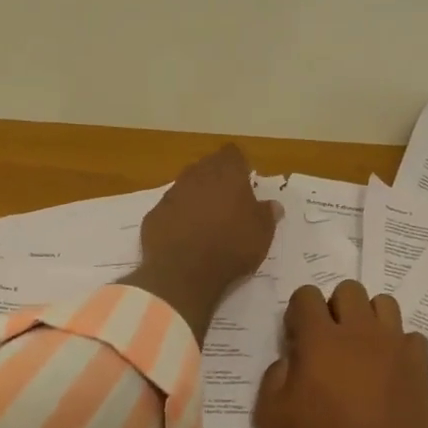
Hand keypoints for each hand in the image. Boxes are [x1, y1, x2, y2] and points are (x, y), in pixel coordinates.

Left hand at [122, 145, 281, 344]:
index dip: (239, 166)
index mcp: (226, 174)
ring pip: (185, 187)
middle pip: (206, 167)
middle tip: (227, 203)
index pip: (233, 154)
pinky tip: (184, 237)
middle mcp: (196, 176)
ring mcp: (171, 195)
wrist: (184, 273)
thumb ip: (267, 214)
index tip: (245, 182)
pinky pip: (169, 210)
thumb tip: (273, 205)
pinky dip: (177, 218)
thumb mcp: (262, 234)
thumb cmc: (231, 248)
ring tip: (205, 222)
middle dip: (216, 180)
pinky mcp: (153, 215)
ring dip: (195, 198)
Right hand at [253, 281, 427, 427]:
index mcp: (321, 341)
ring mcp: (396, 349)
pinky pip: (410, 337)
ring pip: (384, 304)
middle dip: (333, 309)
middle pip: (349, 290)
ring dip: (367, 319)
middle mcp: (361, 333)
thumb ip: (273, 377)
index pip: (306, 295)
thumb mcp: (270, 420)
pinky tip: (387, 373)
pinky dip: (396, 346)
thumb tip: (290, 359)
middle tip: (327, 345)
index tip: (296, 342)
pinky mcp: (421, 370)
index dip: (297, 314)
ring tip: (359, 352)